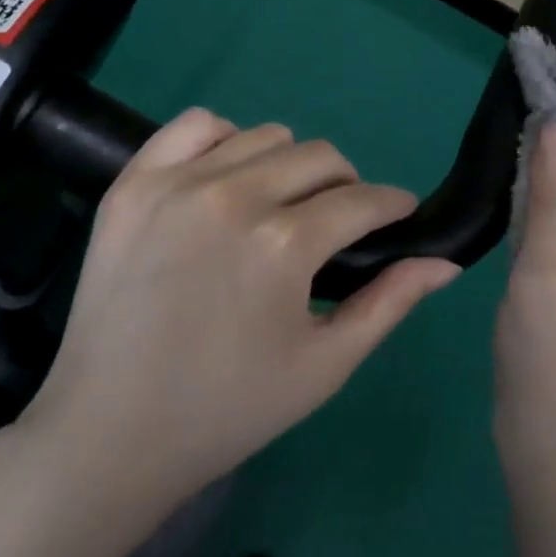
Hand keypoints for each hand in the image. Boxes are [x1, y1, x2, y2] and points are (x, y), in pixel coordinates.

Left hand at [25, 108, 459, 509]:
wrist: (109, 431)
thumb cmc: (228, 408)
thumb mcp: (325, 365)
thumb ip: (389, 303)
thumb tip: (446, 262)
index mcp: (285, 244)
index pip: (364, 200)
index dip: (393, 205)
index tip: (398, 215)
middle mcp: (234, 196)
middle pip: (320, 157)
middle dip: (346, 187)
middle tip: (335, 225)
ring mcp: (177, 183)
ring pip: (265, 136)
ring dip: (289, 165)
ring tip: (279, 206)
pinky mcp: (133, 183)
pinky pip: (196, 125)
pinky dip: (225, 140)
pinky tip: (226, 178)